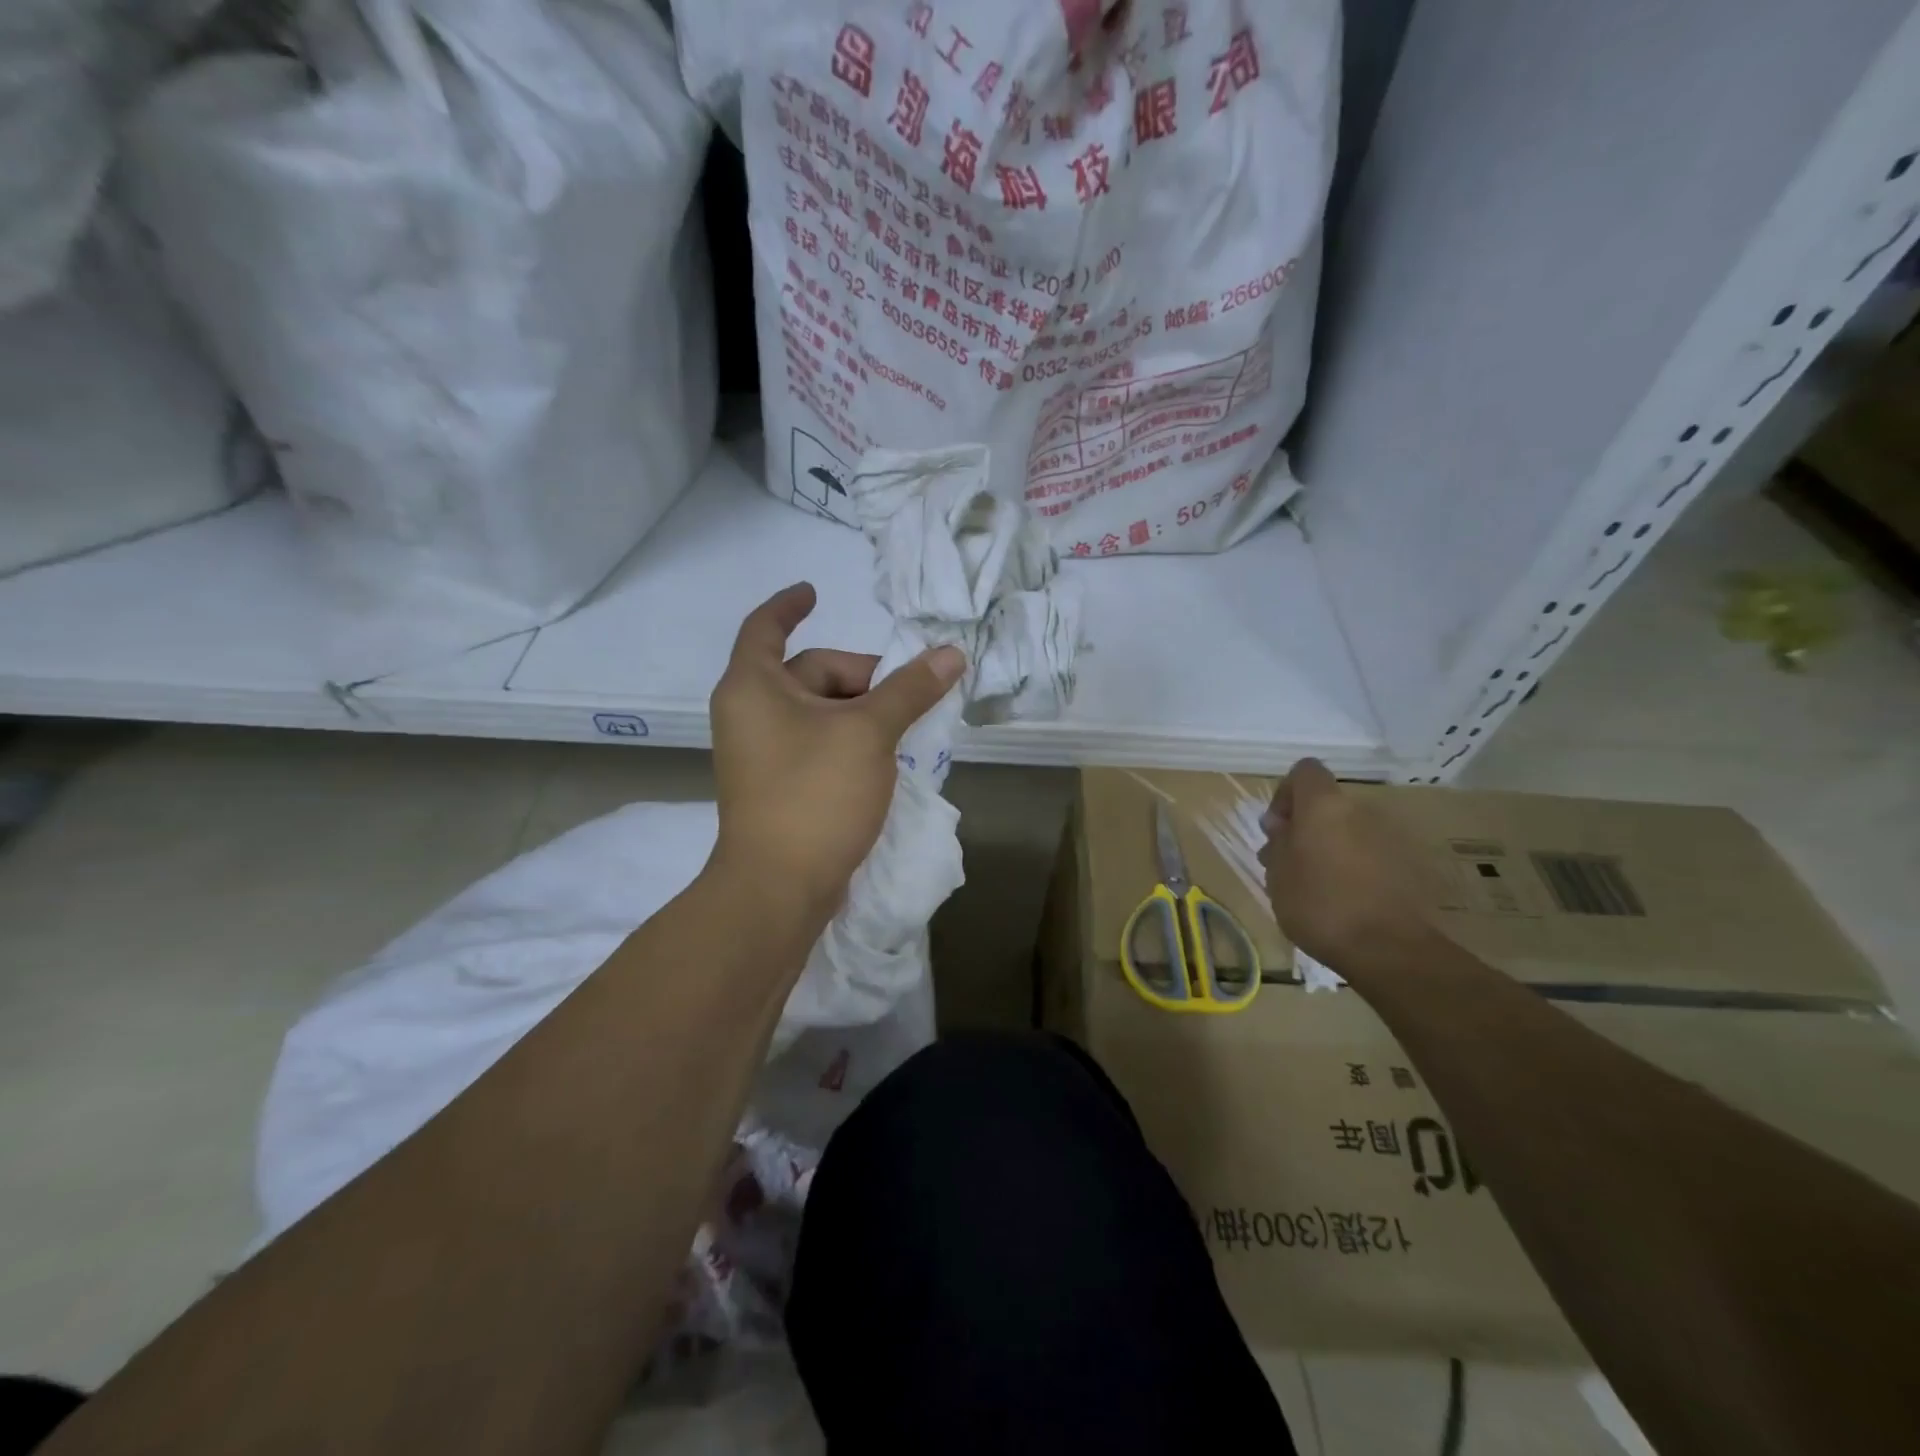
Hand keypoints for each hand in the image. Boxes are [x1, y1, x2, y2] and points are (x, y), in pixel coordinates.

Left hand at [708, 583, 965, 919]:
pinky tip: (884, 759)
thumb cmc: (815, 794)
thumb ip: (910, 689)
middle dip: (860, 677)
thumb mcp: (869, 733)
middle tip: (907, 697)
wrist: (778, 888)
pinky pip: (816, 744)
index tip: (815, 590)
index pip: (766, 627)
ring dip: (860, 713)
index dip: (789, 604)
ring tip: (904, 730)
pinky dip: (848, 740)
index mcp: (754, 687)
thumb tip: (951, 654)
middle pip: (809, 673)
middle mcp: (749, 713)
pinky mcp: (778, 786)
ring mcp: (761, 753)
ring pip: (818, 713)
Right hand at [1258, 759, 1430, 969]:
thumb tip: (1282, 825)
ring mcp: (1388, 836)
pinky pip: (1369, 853)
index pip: (1304, 771)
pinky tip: (1343, 899)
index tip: (1276, 829)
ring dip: (1328, 847)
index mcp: (1324, 806)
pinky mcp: (1407, 865)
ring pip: (1347, 829)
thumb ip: (1278, 842)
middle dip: (1305, 827)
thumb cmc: (1319, 905)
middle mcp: (1360, 811)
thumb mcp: (1278, 874)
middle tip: (1288, 864)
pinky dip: (1353, 865)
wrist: (1388, 948)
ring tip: (1314, 886)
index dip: (1285, 794)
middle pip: (1326, 804)